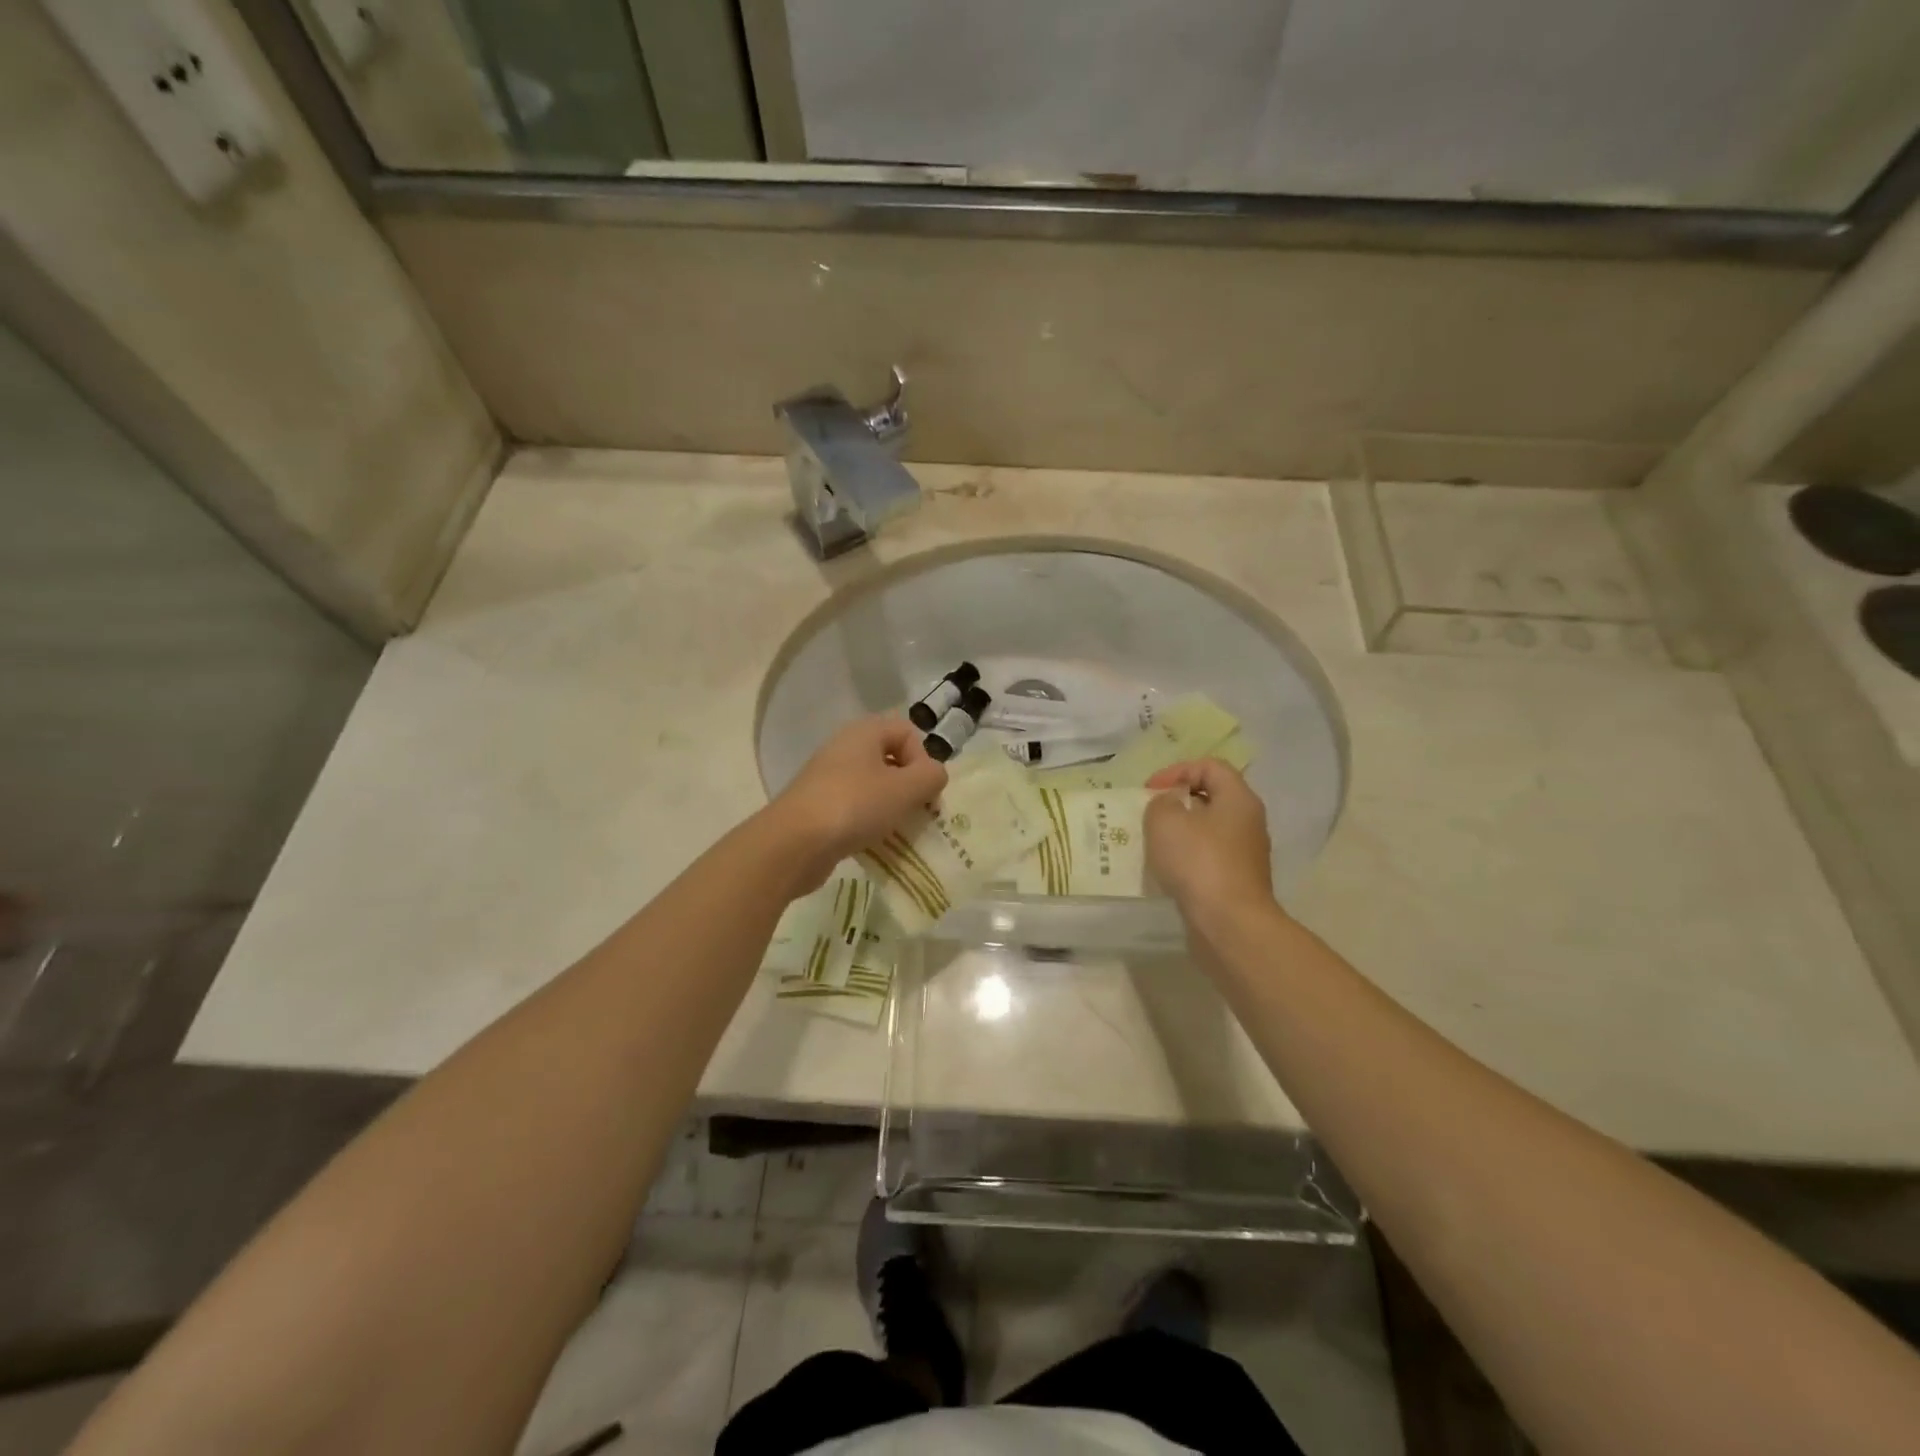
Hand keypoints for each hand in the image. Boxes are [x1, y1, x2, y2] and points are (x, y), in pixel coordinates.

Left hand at [765, 715, 947, 890]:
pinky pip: (856, 810)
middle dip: (910, 787)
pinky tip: (874, 844)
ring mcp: (828, 779)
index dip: (923, 758)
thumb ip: (931, 777)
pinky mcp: (819, 808)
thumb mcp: (905, 789)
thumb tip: (934, 775)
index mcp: (864, 732)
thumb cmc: (854, 806)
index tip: (924, 789)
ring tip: (899, 832)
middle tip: (919, 813)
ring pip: (874, 788)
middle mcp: (844, 749)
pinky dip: (870, 824)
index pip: (907, 731)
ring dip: (892, 808)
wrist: (794, 843)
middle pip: (891, 760)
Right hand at [1145, 758, 1277, 924]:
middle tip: (1150, 814)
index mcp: (1238, 799)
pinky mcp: (1236, 881)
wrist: (1229, 924)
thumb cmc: (1199, 863)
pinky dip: (1186, 858)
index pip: (1210, 766)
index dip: (1177, 770)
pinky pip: (1208, 857)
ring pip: (1208, 830)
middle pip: (1211, 797)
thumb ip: (1161, 802)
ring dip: (1180, 832)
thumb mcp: (1166, 821)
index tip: (1151, 791)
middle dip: (1177, 801)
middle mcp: (1248, 822)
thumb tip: (1169, 805)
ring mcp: (1245, 854)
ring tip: (1153, 842)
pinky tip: (1166, 870)